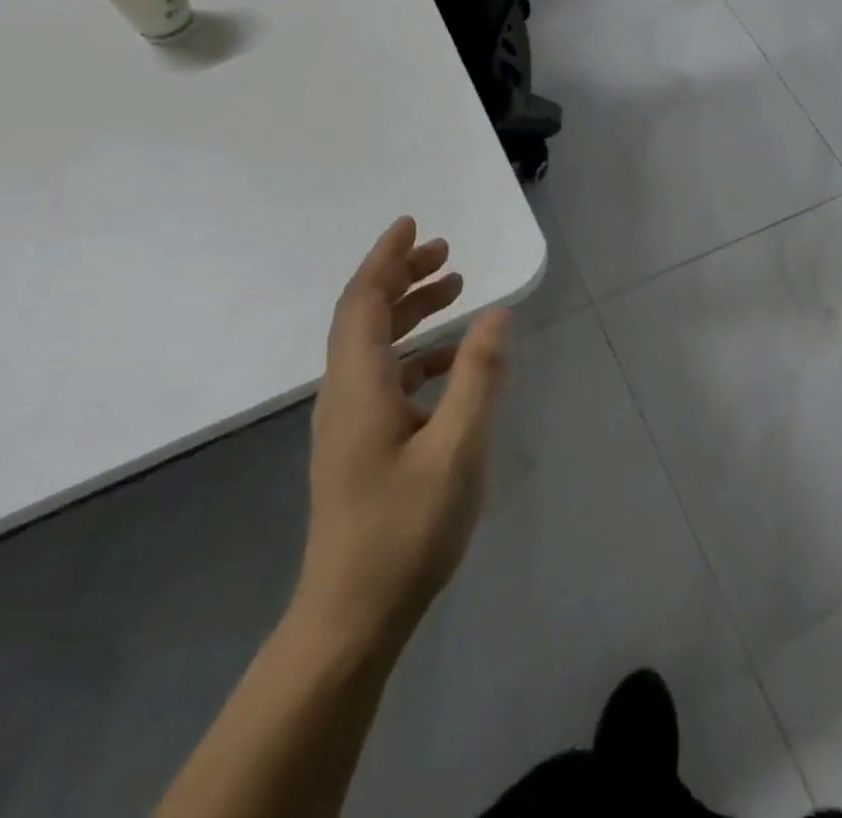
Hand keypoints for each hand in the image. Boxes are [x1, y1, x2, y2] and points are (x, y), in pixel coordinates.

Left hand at [291, 217, 510, 652]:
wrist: (351, 617)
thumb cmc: (405, 529)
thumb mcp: (457, 447)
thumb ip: (478, 376)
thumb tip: (496, 313)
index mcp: (359, 385)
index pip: (364, 301)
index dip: (386, 258)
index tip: (412, 223)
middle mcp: (345, 393)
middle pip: (365, 315)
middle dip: (402, 275)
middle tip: (445, 252)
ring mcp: (349, 421)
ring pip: (375, 345)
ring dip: (410, 310)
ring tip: (454, 288)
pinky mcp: (359, 444)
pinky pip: (385, 376)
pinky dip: (417, 353)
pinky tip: (451, 361)